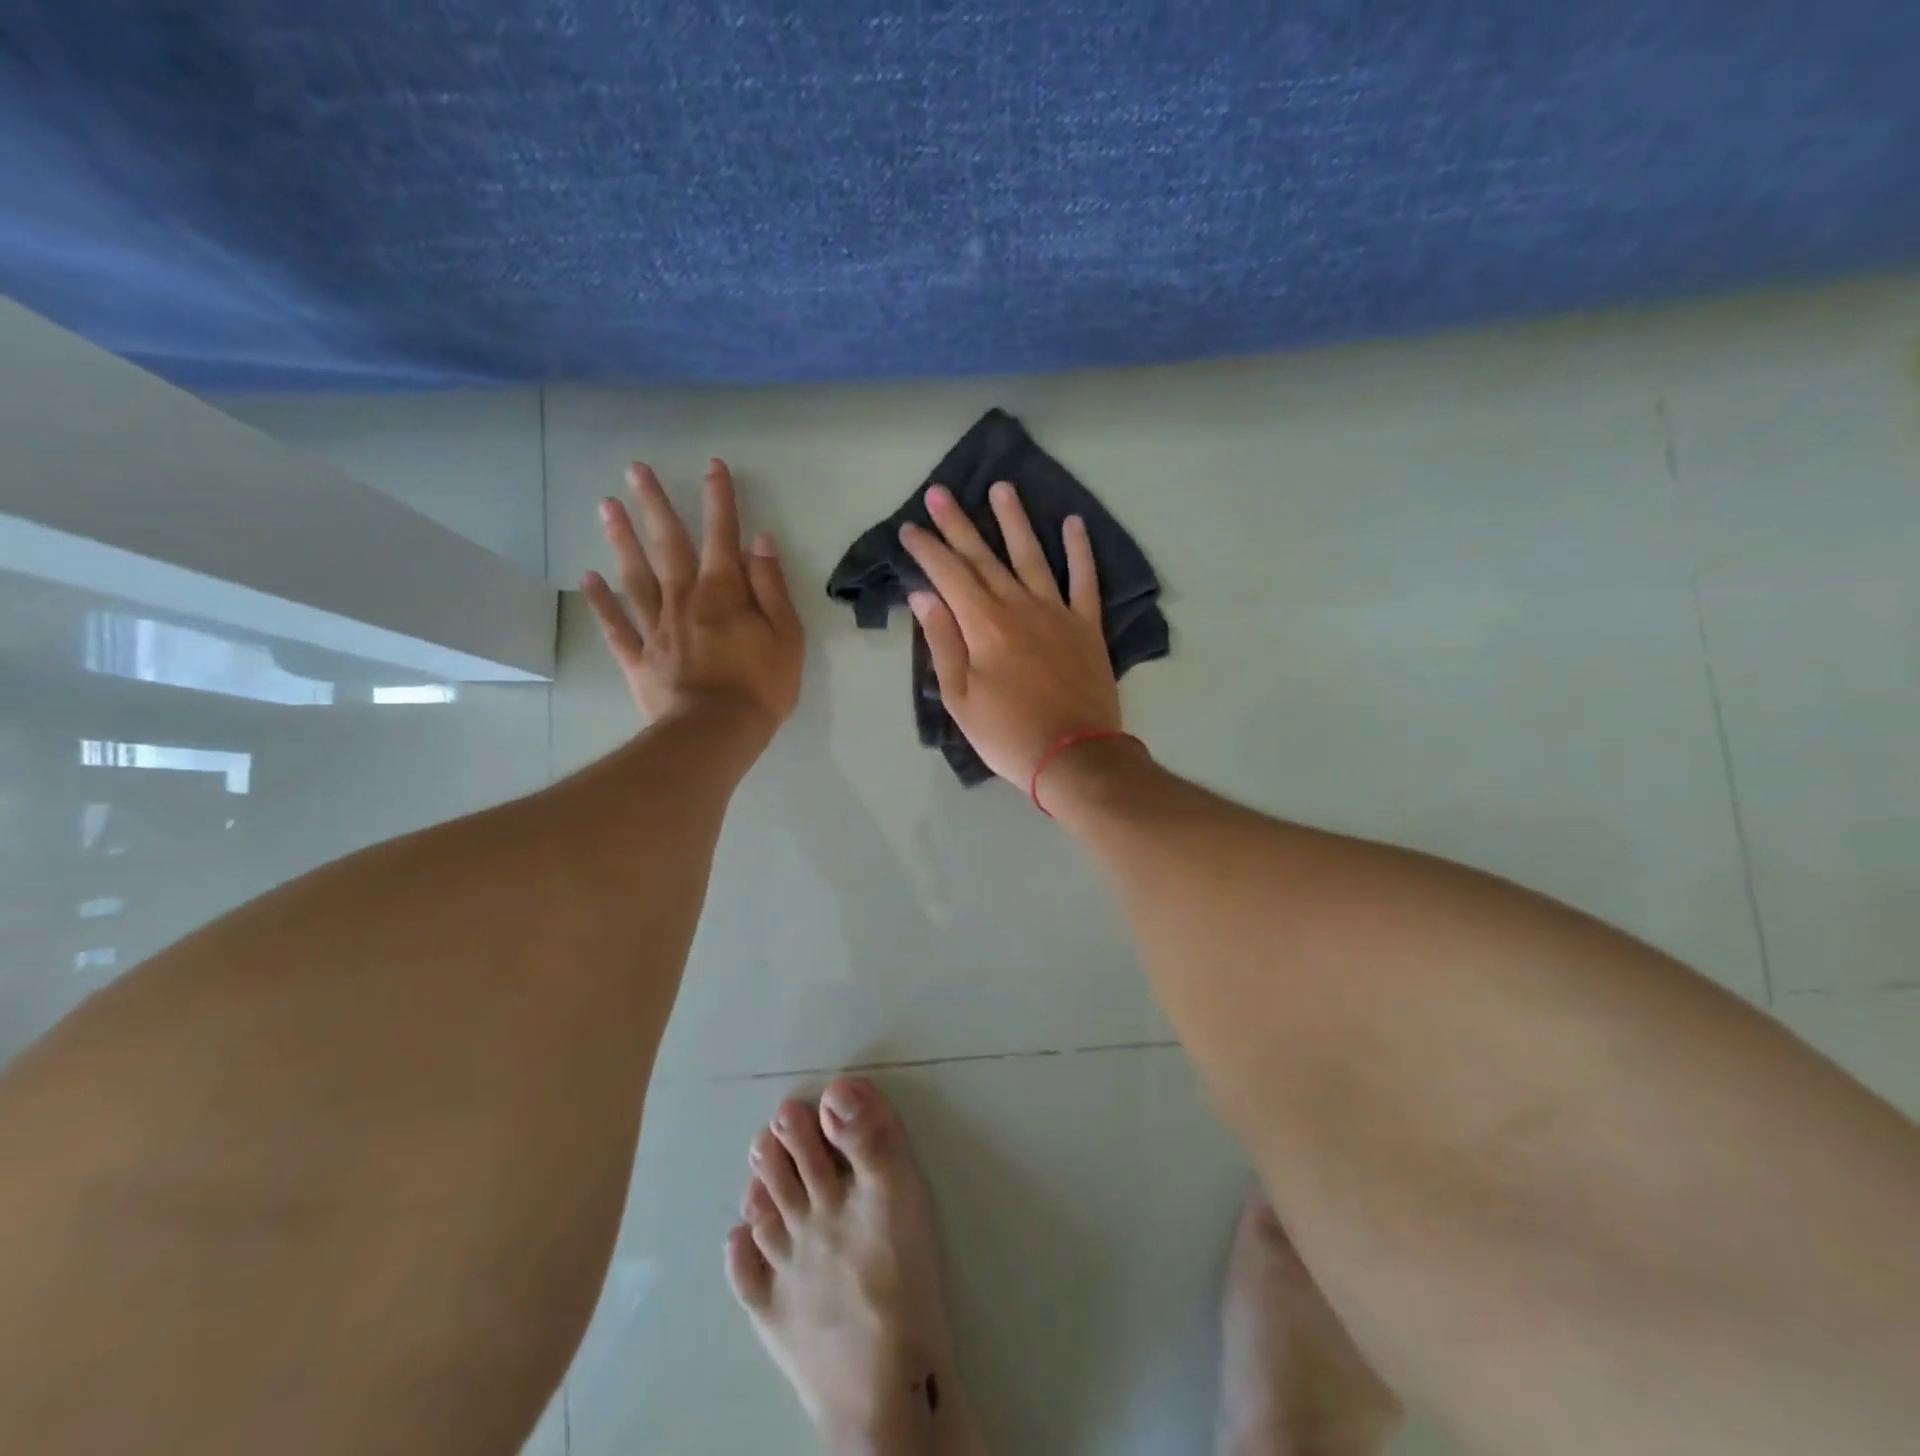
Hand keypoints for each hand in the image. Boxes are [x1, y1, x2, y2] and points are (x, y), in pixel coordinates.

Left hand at [583, 459, 803, 736]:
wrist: (715, 733)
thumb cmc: (760, 686)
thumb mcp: (786, 636)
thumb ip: (771, 588)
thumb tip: (760, 543)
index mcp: (724, 593)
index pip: (722, 536)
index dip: (719, 500)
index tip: (713, 466)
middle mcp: (684, 599)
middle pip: (668, 545)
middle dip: (655, 504)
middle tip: (635, 468)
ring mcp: (656, 627)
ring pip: (635, 576)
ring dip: (621, 540)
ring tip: (606, 506)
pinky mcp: (638, 658)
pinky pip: (615, 625)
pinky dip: (601, 602)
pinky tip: (588, 577)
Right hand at [899, 481, 1121, 784]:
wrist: (1074, 756)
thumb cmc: (1007, 734)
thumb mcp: (960, 697)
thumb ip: (942, 642)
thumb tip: (924, 596)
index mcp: (984, 625)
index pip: (948, 575)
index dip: (927, 550)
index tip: (910, 528)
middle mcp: (1019, 606)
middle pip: (984, 557)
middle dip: (958, 524)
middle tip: (940, 492)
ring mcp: (1057, 612)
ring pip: (1032, 556)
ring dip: (1014, 521)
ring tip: (1002, 488)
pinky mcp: (1087, 627)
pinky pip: (1085, 580)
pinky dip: (1080, 551)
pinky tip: (1074, 524)